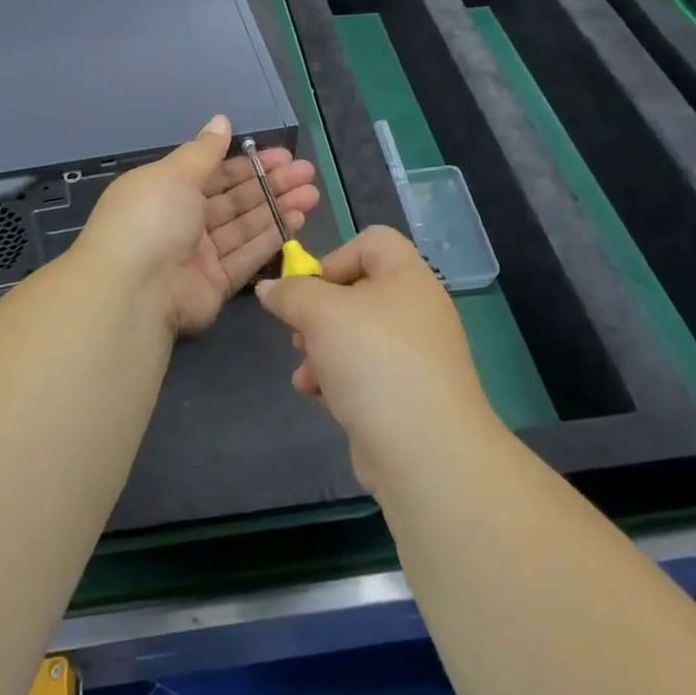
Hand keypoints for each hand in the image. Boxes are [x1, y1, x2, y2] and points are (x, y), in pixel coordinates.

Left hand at [76, 114, 319, 337]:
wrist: (134, 290)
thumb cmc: (151, 218)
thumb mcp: (175, 174)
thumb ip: (204, 150)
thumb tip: (221, 120)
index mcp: (166, 190)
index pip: (214, 172)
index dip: (248, 163)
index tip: (282, 155)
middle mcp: (182, 221)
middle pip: (234, 198)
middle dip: (270, 184)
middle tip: (307, 172)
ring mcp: (199, 255)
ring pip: (245, 226)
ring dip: (278, 208)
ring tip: (312, 193)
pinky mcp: (215, 284)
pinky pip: (247, 256)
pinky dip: (272, 238)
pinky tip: (298, 220)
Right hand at [256, 226, 493, 490]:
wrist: (426, 453)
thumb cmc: (374, 361)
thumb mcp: (321, 313)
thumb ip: (290, 293)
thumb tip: (269, 287)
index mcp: (408, 277)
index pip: (372, 241)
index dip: (334, 257)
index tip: (308, 289)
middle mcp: (416, 310)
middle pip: (357, 290)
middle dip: (318, 312)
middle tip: (300, 333)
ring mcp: (413, 356)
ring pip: (354, 335)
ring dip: (320, 349)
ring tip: (305, 371)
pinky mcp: (405, 395)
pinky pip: (363, 372)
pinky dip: (336, 378)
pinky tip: (315, 395)